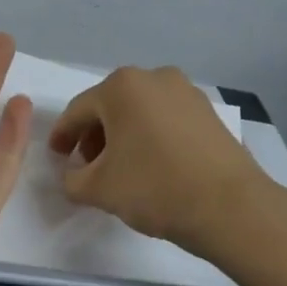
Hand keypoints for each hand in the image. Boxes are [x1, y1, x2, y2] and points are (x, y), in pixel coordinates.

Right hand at [47, 66, 269, 255]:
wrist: (230, 207)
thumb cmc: (155, 188)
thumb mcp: (98, 189)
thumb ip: (72, 179)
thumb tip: (74, 174)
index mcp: (121, 87)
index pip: (78, 111)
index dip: (62, 135)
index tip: (56, 157)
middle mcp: (154, 77)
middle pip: (110, 106)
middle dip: (94, 135)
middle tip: (87, 165)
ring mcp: (186, 92)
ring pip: (140, 111)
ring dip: (123, 135)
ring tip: (120, 167)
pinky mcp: (209, 112)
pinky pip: (166, 119)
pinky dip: (151, 136)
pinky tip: (151, 164)